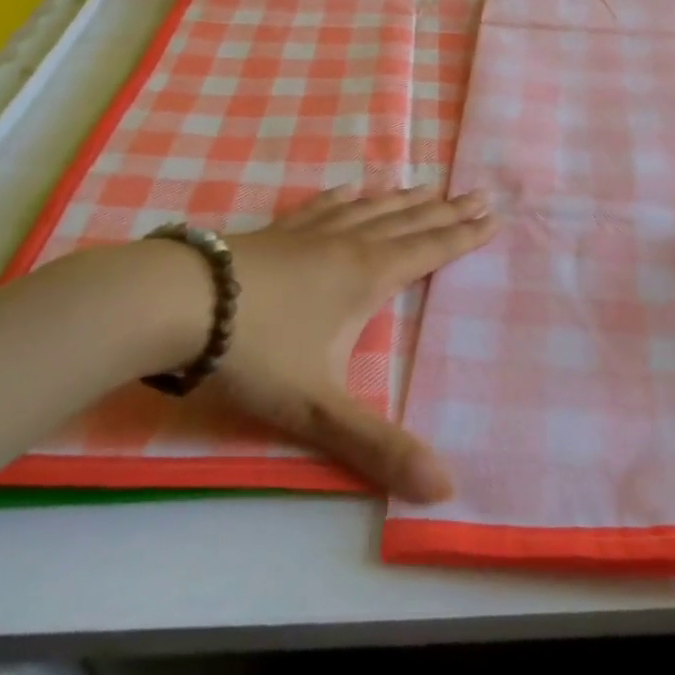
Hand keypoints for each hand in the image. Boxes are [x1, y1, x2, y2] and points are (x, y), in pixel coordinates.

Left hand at [217, 185, 495, 500]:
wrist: (181, 303)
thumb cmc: (257, 351)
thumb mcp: (319, 408)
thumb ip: (378, 446)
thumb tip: (446, 487)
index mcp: (367, 277)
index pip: (429, 251)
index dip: (464, 236)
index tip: (493, 214)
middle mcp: (348, 245)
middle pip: (408, 223)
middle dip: (446, 210)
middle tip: (478, 191)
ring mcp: (310, 233)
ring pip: (370, 209)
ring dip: (404, 199)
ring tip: (428, 186)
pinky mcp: (278, 231)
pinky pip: (322, 207)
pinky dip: (344, 197)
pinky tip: (352, 189)